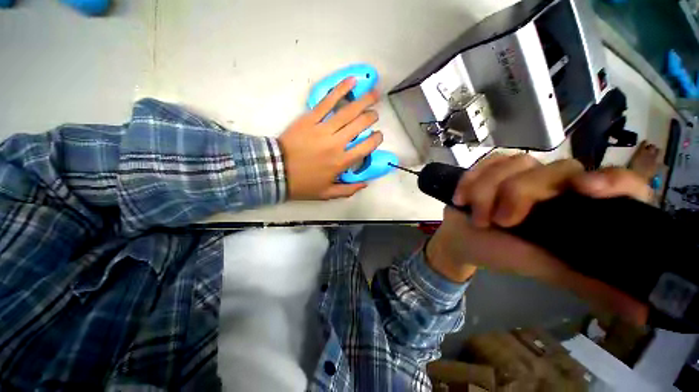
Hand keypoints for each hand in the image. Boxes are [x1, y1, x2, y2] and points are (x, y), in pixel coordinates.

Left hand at [278, 77, 382, 199]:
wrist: (275, 171)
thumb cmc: (303, 184)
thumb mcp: (327, 194)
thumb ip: (348, 190)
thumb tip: (366, 183)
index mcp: (341, 162)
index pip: (366, 147)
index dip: (376, 139)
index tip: (378, 135)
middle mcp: (336, 144)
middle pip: (359, 125)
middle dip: (371, 118)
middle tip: (374, 115)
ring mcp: (323, 129)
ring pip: (348, 112)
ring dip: (364, 101)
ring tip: (374, 93)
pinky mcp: (310, 119)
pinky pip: (327, 102)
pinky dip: (340, 90)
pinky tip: (351, 82)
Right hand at [426, 154, 652, 324]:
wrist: (463, 240)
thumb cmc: (503, 254)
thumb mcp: (546, 269)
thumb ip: (590, 283)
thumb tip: (643, 313)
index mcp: (578, 208)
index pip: (619, 184)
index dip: (613, 181)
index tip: (586, 190)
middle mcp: (557, 184)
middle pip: (555, 169)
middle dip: (518, 193)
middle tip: (498, 221)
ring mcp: (523, 172)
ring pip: (515, 163)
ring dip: (486, 191)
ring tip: (477, 217)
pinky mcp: (493, 168)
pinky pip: (487, 162)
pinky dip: (471, 180)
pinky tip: (462, 198)